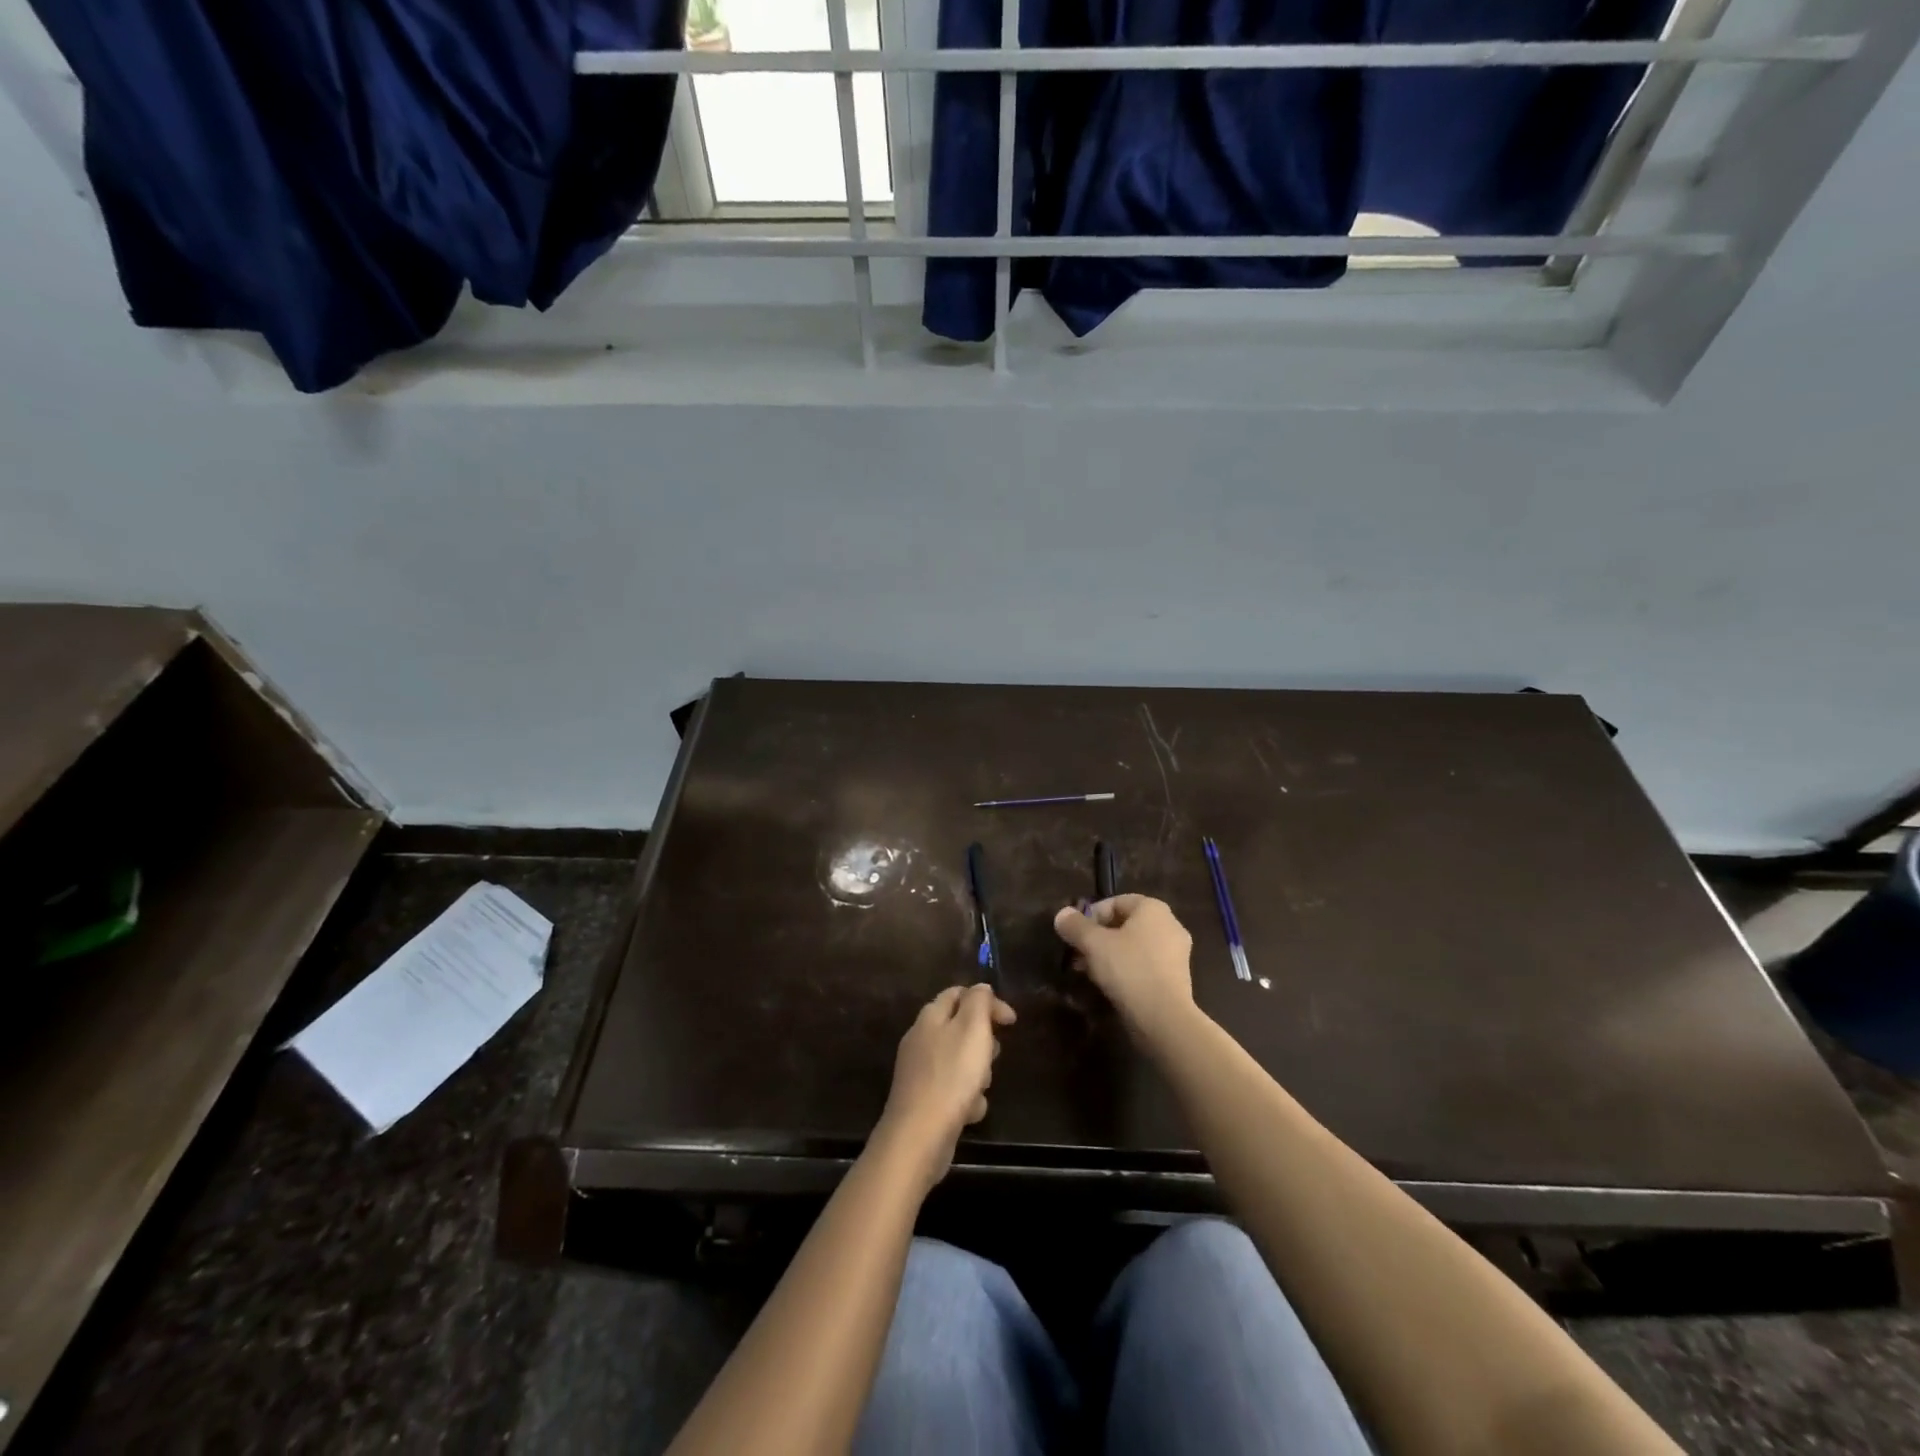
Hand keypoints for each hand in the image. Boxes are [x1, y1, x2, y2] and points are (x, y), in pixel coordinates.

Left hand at [875, 984, 1015, 1190]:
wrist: (919, 1136)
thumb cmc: (951, 1076)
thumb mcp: (972, 1029)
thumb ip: (978, 1002)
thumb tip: (981, 987)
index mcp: (930, 1017)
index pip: (958, 993)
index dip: (986, 1001)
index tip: (1011, 1021)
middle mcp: (921, 1039)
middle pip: (959, 1028)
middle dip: (983, 1041)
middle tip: (993, 1055)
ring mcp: (920, 1071)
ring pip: (959, 1061)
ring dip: (977, 1073)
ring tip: (982, 1086)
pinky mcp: (923, 1100)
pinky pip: (952, 1090)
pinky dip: (965, 1098)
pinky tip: (970, 1111)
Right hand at [1053, 894, 1195, 1041]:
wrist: (1163, 1017)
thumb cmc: (1129, 969)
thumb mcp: (1093, 944)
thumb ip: (1075, 926)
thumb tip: (1062, 914)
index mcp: (1153, 909)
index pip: (1116, 902)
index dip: (1091, 915)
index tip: (1075, 934)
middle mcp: (1170, 924)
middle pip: (1125, 924)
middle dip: (1098, 938)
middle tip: (1078, 953)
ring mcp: (1176, 952)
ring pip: (1134, 946)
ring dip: (1109, 955)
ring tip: (1088, 971)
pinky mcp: (1176, 977)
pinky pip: (1145, 964)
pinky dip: (1126, 969)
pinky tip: (1109, 984)